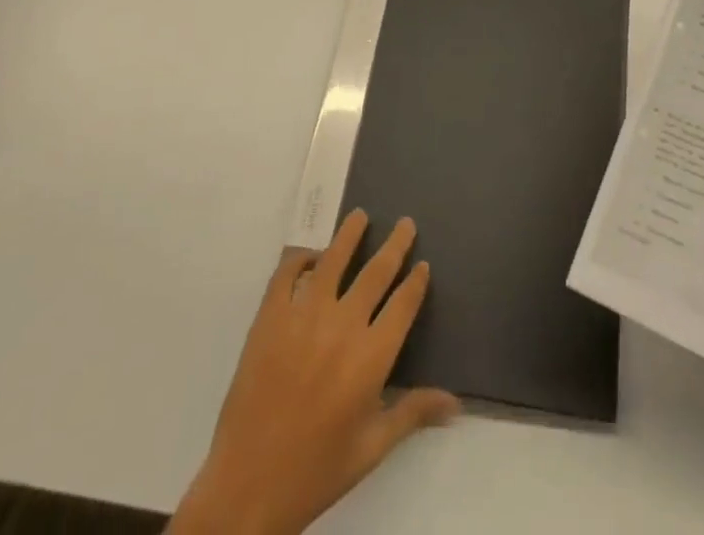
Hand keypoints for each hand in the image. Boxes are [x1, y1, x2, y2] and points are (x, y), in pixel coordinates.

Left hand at [170, 211, 460, 534]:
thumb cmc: (316, 471)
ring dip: (350, 235)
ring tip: (360, 216)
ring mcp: (303, 317)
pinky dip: (301, 258)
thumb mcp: (371, 448)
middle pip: (376, 272)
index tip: (423, 264)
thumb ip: (412, 413)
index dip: (415, 282)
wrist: (247, 487)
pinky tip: (310, 256)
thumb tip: (456, 403)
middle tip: (406, 224)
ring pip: (334, 260)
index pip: (403, 304)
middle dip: (395, 245)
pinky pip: (287, 273)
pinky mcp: (270, 318)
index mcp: (371, 357)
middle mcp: (342, 325)